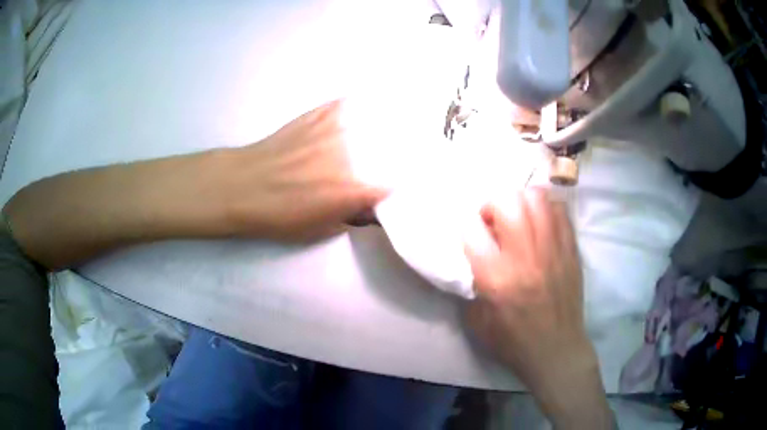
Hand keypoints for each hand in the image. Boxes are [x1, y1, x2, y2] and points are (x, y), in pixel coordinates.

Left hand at [229, 100, 387, 241]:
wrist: (243, 185)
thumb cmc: (279, 216)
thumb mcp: (320, 231)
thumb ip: (351, 217)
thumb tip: (369, 206)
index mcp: (353, 190)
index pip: (394, 185)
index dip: (398, 187)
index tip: (398, 185)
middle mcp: (352, 156)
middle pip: (390, 149)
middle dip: (398, 154)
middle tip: (402, 155)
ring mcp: (336, 130)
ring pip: (375, 122)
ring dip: (386, 126)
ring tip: (396, 124)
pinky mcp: (320, 114)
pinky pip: (349, 105)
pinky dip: (359, 109)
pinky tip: (364, 108)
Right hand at [465, 189, 612, 428]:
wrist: (556, 351)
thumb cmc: (512, 341)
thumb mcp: (476, 322)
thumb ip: (468, 285)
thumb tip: (468, 257)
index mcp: (497, 277)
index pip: (472, 229)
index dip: (466, 226)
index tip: (469, 234)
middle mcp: (525, 256)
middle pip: (507, 201)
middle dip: (493, 205)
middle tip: (494, 223)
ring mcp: (553, 250)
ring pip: (536, 198)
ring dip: (520, 202)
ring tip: (518, 219)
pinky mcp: (571, 250)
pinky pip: (559, 211)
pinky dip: (545, 210)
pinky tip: (540, 225)